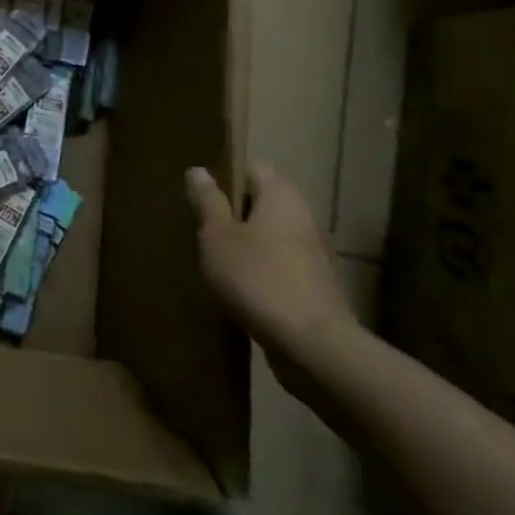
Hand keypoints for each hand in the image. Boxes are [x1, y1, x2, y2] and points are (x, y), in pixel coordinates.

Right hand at [186, 161, 358, 369]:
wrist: (314, 347)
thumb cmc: (258, 278)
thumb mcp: (217, 237)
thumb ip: (208, 202)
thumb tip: (198, 170)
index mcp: (281, 195)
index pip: (251, 166)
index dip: (224, 173)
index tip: (200, 193)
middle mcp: (303, 216)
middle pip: (262, 201)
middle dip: (233, 212)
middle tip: (201, 227)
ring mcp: (314, 254)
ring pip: (271, 236)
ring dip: (246, 244)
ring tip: (215, 261)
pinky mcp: (317, 287)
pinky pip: (281, 266)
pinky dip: (261, 272)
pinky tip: (239, 291)